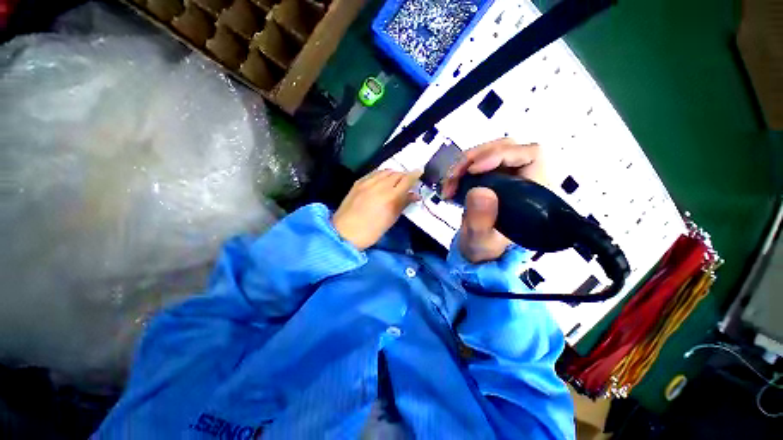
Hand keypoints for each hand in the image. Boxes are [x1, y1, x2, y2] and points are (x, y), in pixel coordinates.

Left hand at [333, 169, 421, 250]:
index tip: (420, 172)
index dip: (415, 175)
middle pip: (397, 173)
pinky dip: (382, 174)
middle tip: (408, 181)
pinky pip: (374, 173)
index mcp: (390, 196)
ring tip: (396, 180)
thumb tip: (415, 195)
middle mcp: (380, 185)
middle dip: (405, 175)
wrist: (345, 232)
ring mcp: (367, 182)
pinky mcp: (358, 182)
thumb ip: (403, 203)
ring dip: (394, 173)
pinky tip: (382, 180)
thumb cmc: (371, 231)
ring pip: (385, 171)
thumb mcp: (391, 219)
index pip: (406, 180)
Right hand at [442, 138, 546, 262]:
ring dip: (462, 165)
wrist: (477, 250)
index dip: (502, 155)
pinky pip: (474, 163)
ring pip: (487, 152)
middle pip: (505, 147)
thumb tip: (479, 191)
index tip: (474, 170)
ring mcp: (505, 176)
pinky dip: (458, 171)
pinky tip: (449, 186)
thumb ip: (482, 220)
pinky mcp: (489, 178)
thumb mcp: (482, 240)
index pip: (530, 155)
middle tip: (453, 177)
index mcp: (534, 193)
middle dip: (474, 158)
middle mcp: (523, 178)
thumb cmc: (485, 248)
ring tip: (448, 186)